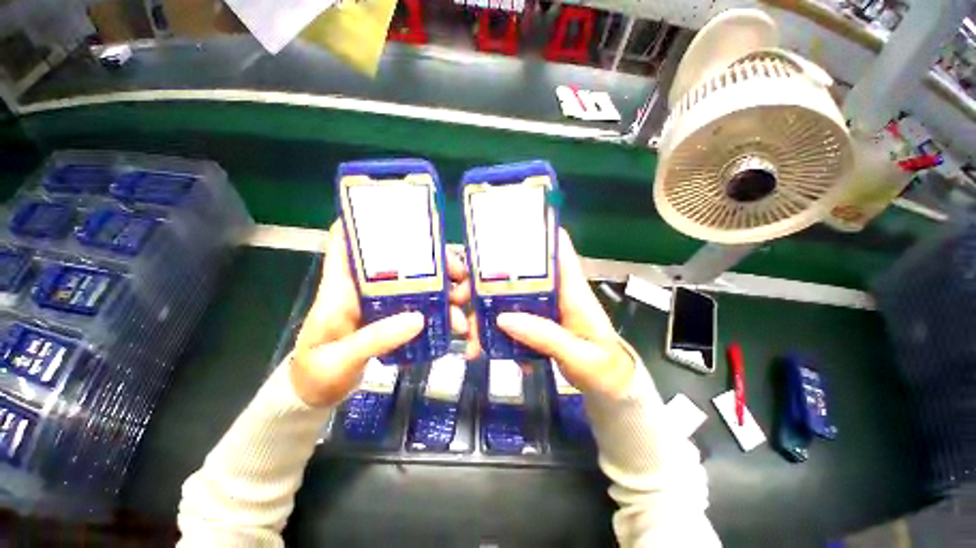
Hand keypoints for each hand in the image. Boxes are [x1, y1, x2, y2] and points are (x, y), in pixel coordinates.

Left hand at [290, 221, 469, 406]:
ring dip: (442, 290)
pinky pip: (419, 307)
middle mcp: (363, 289)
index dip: (366, 223)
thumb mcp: (341, 359)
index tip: (403, 218)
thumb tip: (419, 319)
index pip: (345, 242)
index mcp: (340, 289)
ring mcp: (380, 304)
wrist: (315, 395)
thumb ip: (376, 338)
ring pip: (416, 284)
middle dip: (432, 262)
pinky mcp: (391, 318)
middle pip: (399, 261)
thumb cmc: (316, 373)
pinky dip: (439, 311)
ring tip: (461, 304)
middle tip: (459, 274)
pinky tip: (453, 321)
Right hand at [469, 229, 634, 398]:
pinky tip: (490, 349)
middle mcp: (556, 291)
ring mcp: (544, 306)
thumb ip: (545, 337)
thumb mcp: (578, 356)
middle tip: (462, 296)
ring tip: (471, 336)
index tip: (502, 232)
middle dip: (488, 280)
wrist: (609, 387)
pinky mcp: (536, 320)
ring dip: (486, 311)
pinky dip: (496, 330)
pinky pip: (511, 317)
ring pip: (509, 297)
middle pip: (519, 273)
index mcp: (573, 290)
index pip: (559, 247)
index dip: (536, 232)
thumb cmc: (603, 367)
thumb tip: (504, 318)